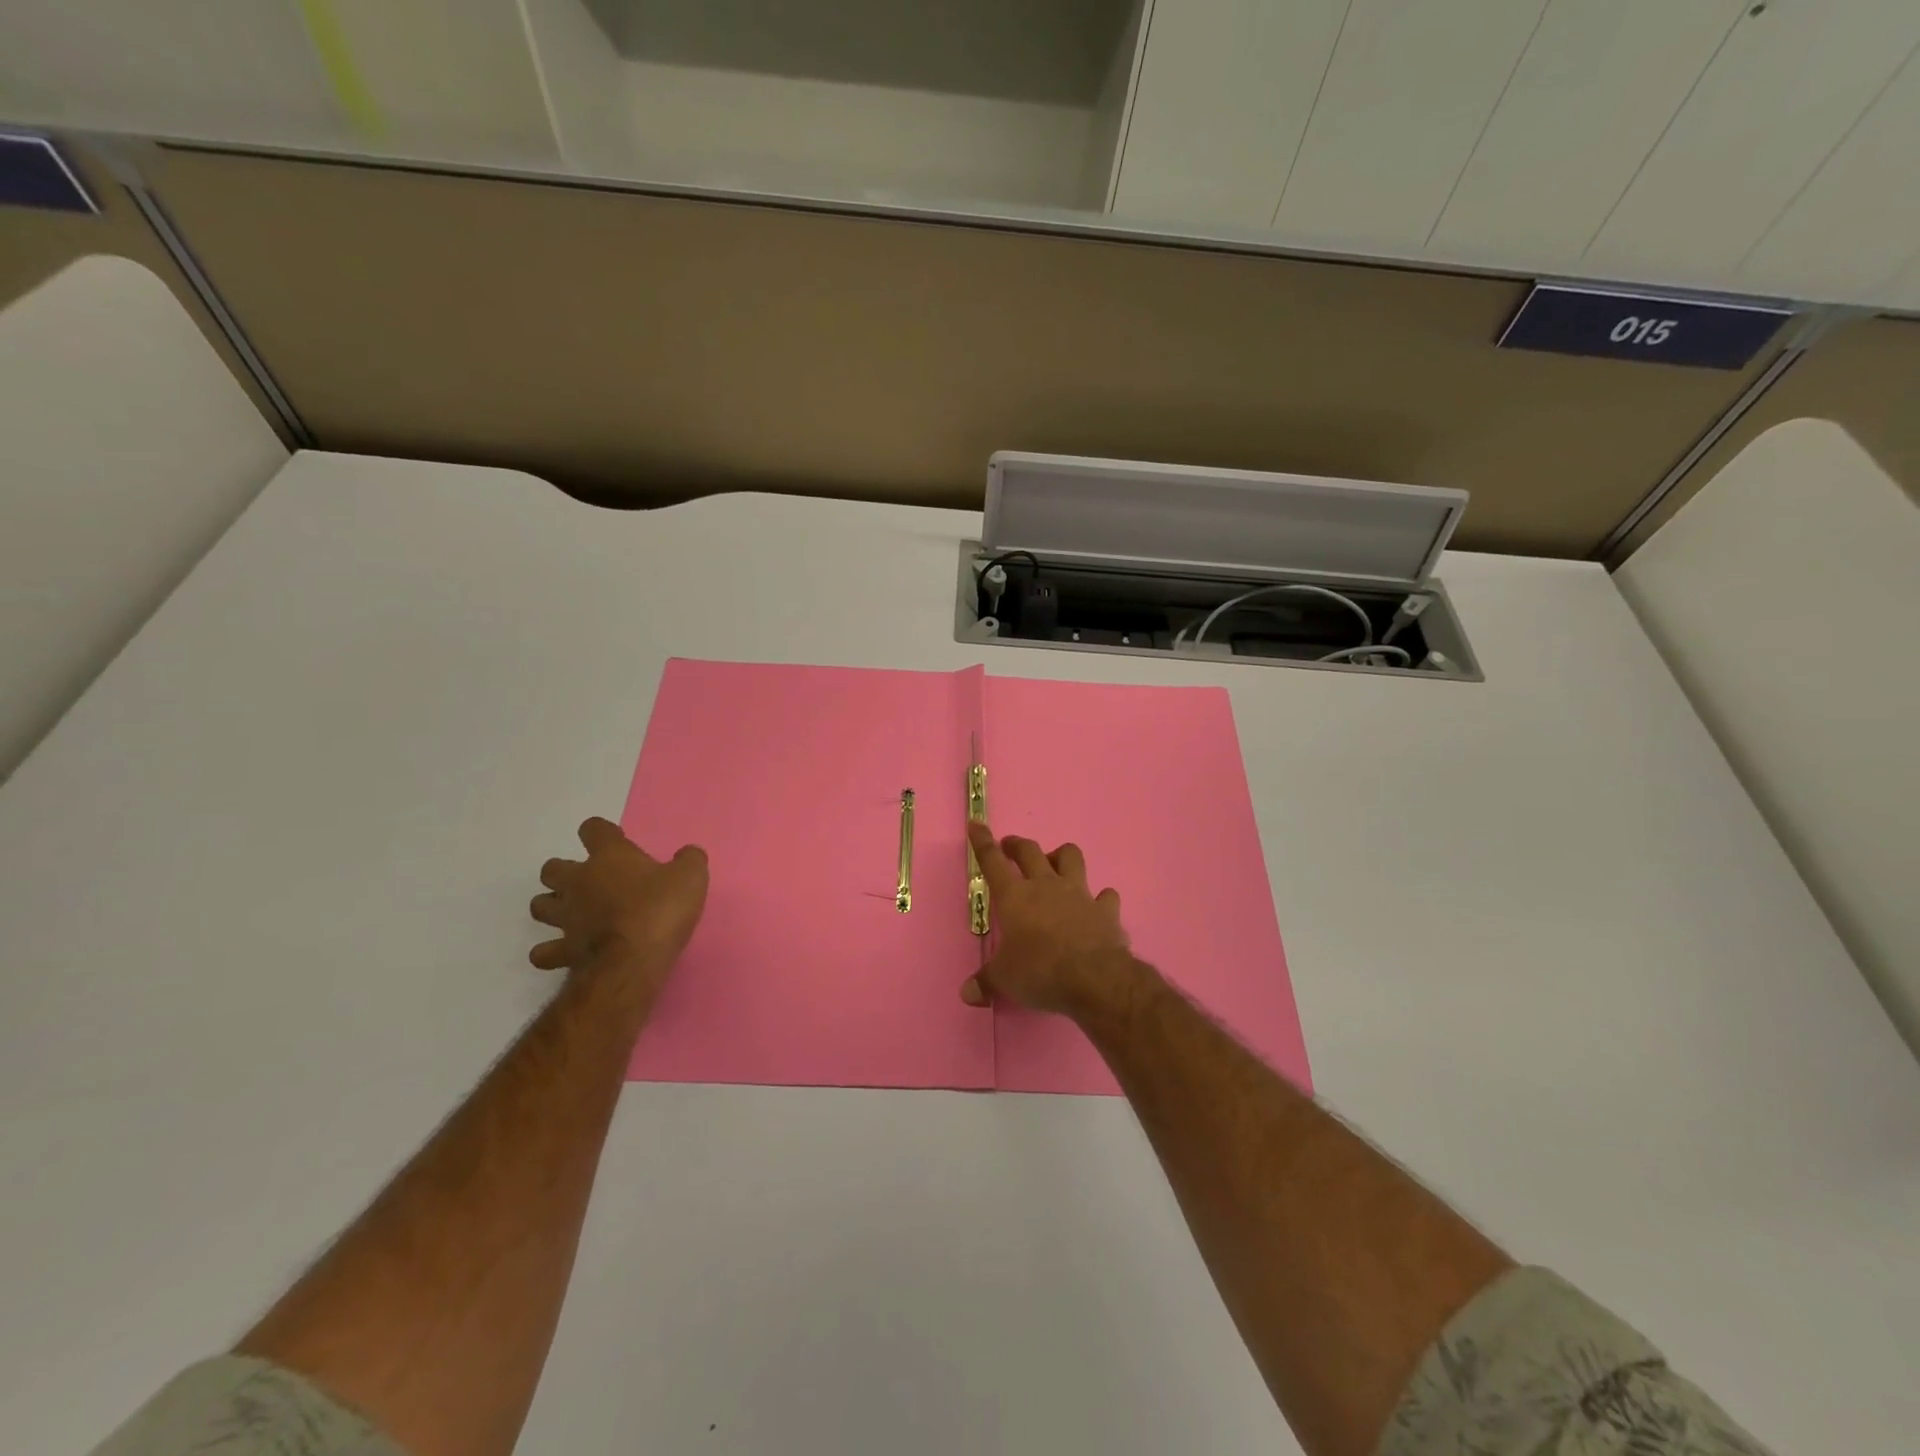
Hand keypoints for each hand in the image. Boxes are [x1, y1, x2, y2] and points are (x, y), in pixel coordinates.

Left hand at [530, 818, 707, 996]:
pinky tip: (563, 951)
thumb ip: (689, 860)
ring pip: (540, 906)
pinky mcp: (563, 950)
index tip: (616, 841)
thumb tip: (688, 854)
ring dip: (551, 906)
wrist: (633, 960)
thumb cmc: (661, 909)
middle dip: (564, 872)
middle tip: (589, 881)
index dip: (602, 832)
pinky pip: (544, 951)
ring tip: (571, 912)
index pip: (594, 829)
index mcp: (610, 857)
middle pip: (553, 868)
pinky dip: (550, 951)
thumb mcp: (691, 877)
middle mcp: (579, 882)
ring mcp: (566, 917)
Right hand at [962, 820, 1135, 1017]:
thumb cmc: (1039, 972)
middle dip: (1018, 845)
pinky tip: (1098, 906)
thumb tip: (967, 994)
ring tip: (1056, 865)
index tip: (977, 825)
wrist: (1094, 979)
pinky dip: (1101, 899)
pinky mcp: (1106, 910)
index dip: (982, 842)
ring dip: (1062, 856)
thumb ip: (985, 982)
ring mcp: (1079, 894)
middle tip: (1011, 846)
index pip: (992, 861)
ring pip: (1071, 857)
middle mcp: (1046, 886)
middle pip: (1030, 851)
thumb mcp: (1004, 980)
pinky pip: (1106, 896)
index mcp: (1015, 896)